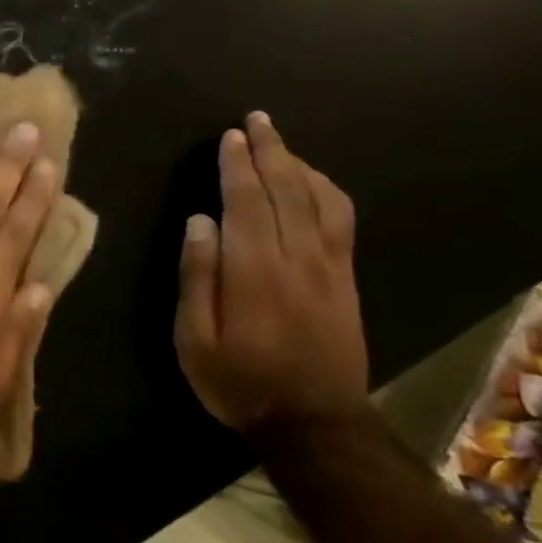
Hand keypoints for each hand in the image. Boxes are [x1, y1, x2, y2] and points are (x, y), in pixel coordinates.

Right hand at [175, 112, 368, 430]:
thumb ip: (197, 277)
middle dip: (270, 152)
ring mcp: (329, 267)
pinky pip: (342, 221)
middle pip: (286, 191)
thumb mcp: (195, 338)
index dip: (237, 166)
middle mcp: (297, 259)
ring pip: (319, 200)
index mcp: (255, 271)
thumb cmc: (239, 381)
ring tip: (279, 142)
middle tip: (256, 121)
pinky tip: (313, 181)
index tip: (230, 137)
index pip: (247, 203)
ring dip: (298, 165)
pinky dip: (326, 191)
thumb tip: (200, 222)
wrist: (314, 422)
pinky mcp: (346, 279)